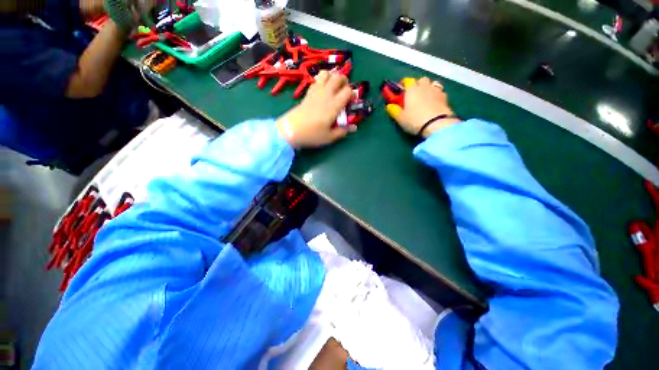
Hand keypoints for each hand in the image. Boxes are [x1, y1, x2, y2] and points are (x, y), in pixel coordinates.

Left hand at [277, 71, 354, 148]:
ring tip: (334, 86)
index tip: (351, 101)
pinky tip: (323, 89)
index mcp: (333, 106)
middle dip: (345, 81)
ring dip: (332, 76)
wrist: (291, 130)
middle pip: (338, 77)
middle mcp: (326, 95)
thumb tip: (354, 127)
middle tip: (345, 90)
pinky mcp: (308, 92)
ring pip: (326, 73)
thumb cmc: (312, 135)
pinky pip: (317, 79)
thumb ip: (342, 131)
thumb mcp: (329, 137)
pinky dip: (323, 80)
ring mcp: (316, 91)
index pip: (348, 91)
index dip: (352, 94)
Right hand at [386, 77, 460, 137]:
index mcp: (412, 90)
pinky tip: (435, 103)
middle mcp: (424, 87)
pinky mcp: (445, 98)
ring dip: (428, 88)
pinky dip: (436, 95)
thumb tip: (389, 106)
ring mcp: (436, 91)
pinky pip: (440, 92)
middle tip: (414, 94)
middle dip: (418, 84)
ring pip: (432, 84)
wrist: (436, 124)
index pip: (407, 81)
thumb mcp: (401, 118)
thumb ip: (394, 111)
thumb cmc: (415, 120)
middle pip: (421, 80)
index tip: (401, 88)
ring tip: (426, 97)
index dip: (404, 83)